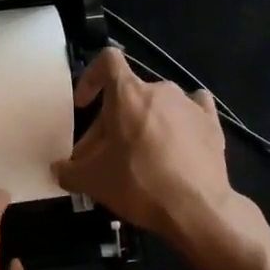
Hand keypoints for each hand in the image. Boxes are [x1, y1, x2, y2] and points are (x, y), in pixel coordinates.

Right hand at [54, 48, 235, 241]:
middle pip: (127, 95)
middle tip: (102, 156)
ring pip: (157, 105)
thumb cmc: (138, 184)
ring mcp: (189, 105)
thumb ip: (69, 171)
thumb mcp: (93, 181)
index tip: (83, 105)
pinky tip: (177, 140)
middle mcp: (160, 90)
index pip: (107, 60)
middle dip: (110, 122)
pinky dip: (180, 121)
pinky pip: (192, 111)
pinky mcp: (212, 124)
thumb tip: (57, 170)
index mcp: (127, 94)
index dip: (90, 78)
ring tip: (138, 156)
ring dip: (142, 124)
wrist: (198, 209)